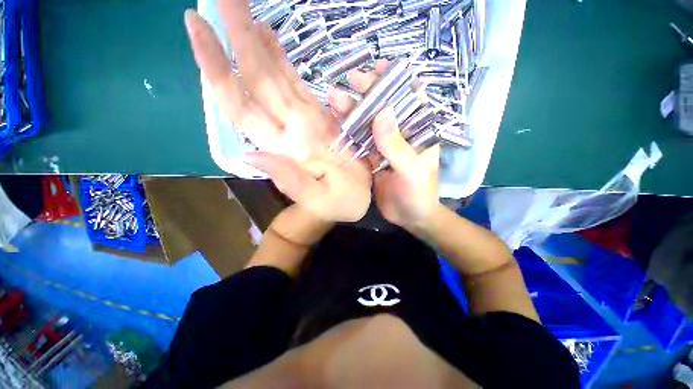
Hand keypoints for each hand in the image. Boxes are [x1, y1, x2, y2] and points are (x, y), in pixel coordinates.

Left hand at [184, 4, 370, 221]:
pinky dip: (280, 60)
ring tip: (238, 8)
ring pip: (272, 77)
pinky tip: (270, 39)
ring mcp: (303, 121)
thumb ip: (290, 180)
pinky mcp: (318, 118)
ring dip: (253, 42)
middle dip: (234, 37)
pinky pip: (295, 84)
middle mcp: (288, 129)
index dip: (216, 68)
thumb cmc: (338, 205)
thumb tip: (252, 156)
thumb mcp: (319, 199)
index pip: (241, 105)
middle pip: (254, 80)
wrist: (349, 203)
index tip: (197, 25)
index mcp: (285, 148)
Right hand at [329, 63, 440, 229]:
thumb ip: (397, 145)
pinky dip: (349, 134)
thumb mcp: (411, 170)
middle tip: (351, 81)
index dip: (396, 81)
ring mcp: (386, 147)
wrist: (410, 217)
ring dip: (354, 112)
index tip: (379, 67)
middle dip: (369, 93)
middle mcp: (402, 135)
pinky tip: (337, 124)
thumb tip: (382, 112)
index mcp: (419, 132)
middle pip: (384, 109)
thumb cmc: (419, 194)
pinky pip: (361, 143)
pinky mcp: (374, 159)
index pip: (409, 99)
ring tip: (335, 98)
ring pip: (369, 125)